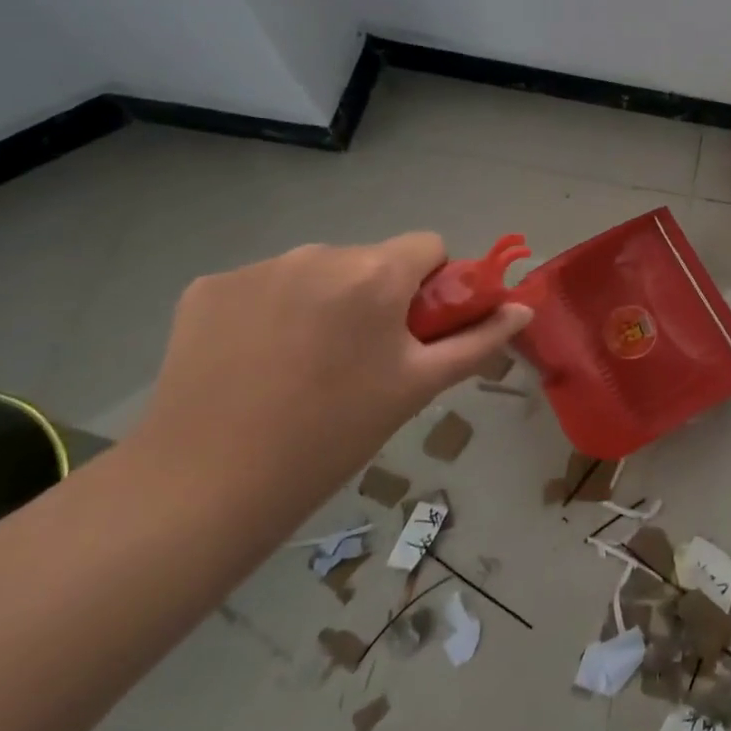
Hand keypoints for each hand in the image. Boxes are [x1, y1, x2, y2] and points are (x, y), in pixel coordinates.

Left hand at [136, 236, 531, 505]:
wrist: (207, 484)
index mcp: (375, 272)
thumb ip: (478, 341)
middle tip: (359, 359)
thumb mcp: (418, 387)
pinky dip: (268, 312)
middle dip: (375, 296)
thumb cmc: (334, 434)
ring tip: (301, 366)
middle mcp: (318, 252)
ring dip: (322, 301)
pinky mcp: (208, 287)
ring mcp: (257, 266)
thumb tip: (524, 308)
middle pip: (369, 260)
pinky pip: (261, 286)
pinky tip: (254, 361)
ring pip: (315, 272)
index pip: (428, 246)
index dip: (431, 285)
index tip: (414, 331)